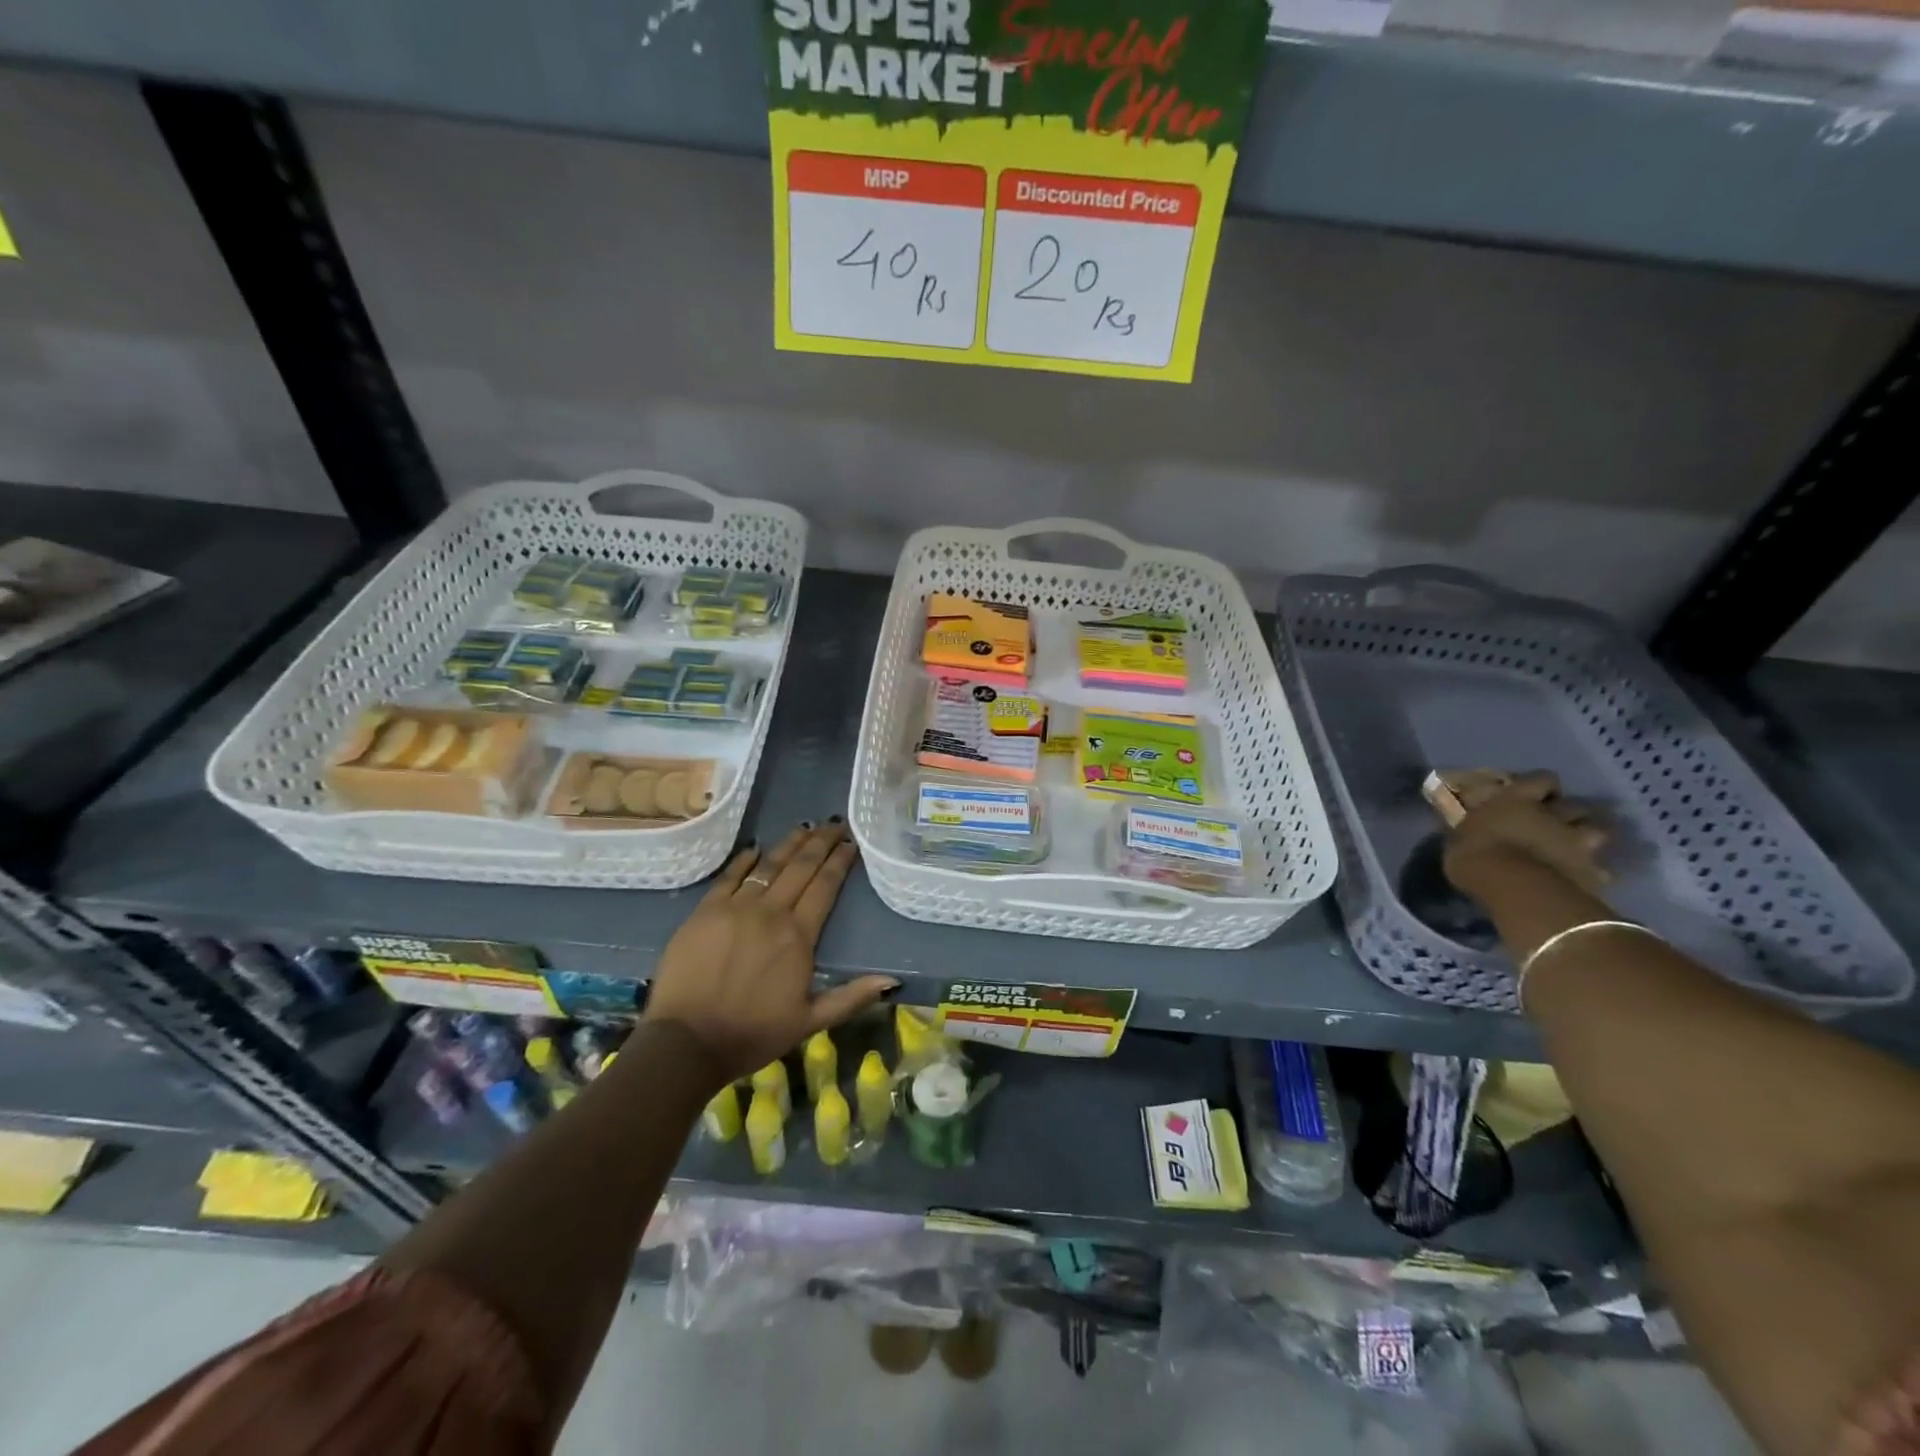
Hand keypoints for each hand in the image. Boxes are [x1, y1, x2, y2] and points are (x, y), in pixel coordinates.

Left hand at [643, 820, 896, 1083]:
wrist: (686, 1042)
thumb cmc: (752, 1034)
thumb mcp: (809, 1022)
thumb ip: (851, 997)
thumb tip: (892, 980)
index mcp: (799, 936)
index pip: (825, 886)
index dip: (839, 861)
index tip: (851, 842)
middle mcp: (771, 912)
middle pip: (800, 867)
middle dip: (821, 842)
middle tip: (835, 823)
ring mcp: (735, 908)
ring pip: (769, 865)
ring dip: (789, 844)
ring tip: (805, 827)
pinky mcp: (705, 911)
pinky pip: (730, 876)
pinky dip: (745, 859)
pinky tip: (756, 848)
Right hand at [1440, 771, 1612, 896]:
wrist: (1513, 887)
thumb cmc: (1475, 855)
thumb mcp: (1459, 838)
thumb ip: (1472, 830)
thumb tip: (1468, 828)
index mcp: (1517, 799)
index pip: (1542, 779)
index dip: (1542, 787)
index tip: (1534, 796)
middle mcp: (1553, 814)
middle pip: (1576, 805)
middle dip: (1570, 813)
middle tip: (1556, 824)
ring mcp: (1577, 841)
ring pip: (1598, 832)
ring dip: (1588, 837)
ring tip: (1576, 849)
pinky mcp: (1592, 871)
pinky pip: (1601, 870)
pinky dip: (1594, 872)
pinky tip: (1583, 879)